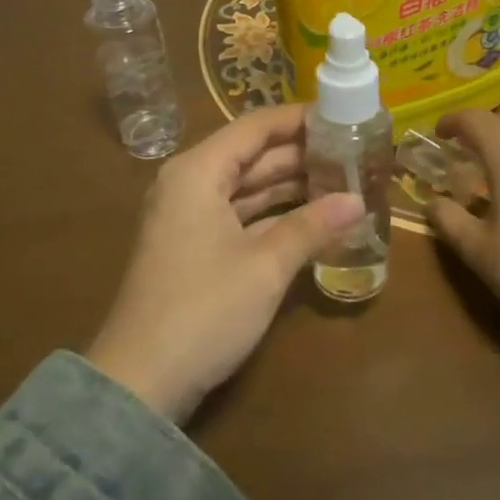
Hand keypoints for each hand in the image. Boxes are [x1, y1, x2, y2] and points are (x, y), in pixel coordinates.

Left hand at [86, 104, 364, 422]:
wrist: (140, 384)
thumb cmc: (204, 309)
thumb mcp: (266, 265)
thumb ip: (313, 226)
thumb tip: (359, 201)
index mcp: (199, 172)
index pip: (256, 127)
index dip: (300, 118)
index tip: (343, 115)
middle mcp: (191, 184)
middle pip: (253, 155)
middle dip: (302, 154)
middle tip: (354, 151)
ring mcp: (190, 217)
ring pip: (249, 187)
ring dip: (292, 185)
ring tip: (344, 180)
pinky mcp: (195, 248)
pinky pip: (242, 215)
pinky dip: (276, 215)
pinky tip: (315, 218)